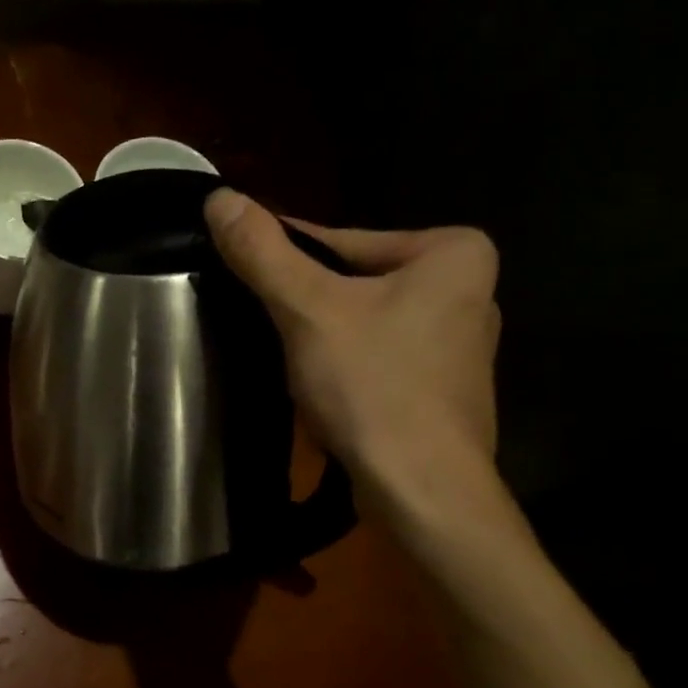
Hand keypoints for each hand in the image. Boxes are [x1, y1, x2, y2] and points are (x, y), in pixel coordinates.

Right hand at [204, 189, 501, 521]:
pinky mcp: (442, 391)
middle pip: (354, 283)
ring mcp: (458, 346)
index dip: (283, 259)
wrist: (423, 491)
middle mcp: (468, 290)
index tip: (238, 271)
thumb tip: (219, 196)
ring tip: (280, 358)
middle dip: (305, 304)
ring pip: (363, 324)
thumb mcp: (309, 310)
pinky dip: (344, 368)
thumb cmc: (374, 387)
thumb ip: (263, 252)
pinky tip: (317, 391)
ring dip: (320, 338)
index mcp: (453, 252)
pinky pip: (377, 359)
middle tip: (255, 322)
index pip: (341, 240)